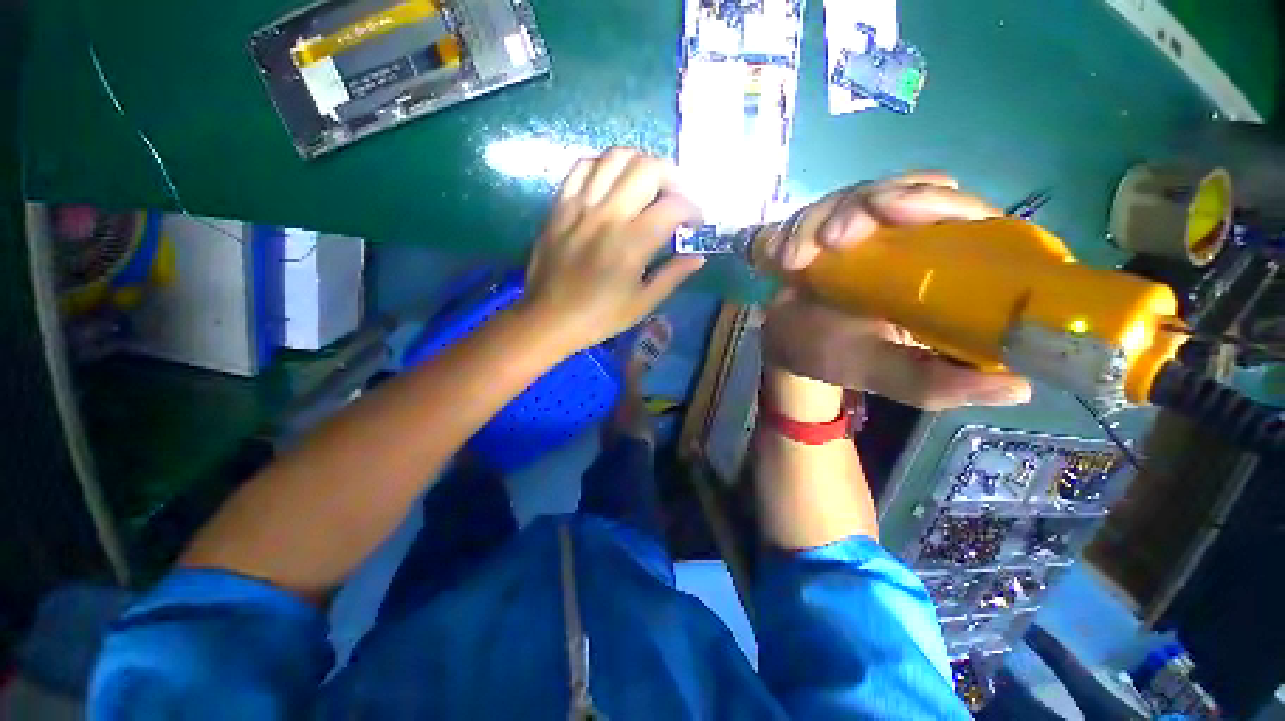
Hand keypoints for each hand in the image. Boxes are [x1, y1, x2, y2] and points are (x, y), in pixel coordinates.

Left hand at [520, 149, 706, 352]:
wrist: (549, 319)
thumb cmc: (599, 317)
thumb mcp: (642, 304)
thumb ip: (673, 276)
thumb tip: (698, 257)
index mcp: (631, 244)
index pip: (673, 206)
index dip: (693, 210)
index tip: (694, 224)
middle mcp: (607, 216)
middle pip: (648, 168)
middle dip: (673, 178)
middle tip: (675, 199)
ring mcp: (580, 206)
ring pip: (616, 157)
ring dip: (641, 164)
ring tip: (648, 186)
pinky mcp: (560, 206)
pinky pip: (583, 167)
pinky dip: (605, 166)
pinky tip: (612, 184)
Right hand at [762, 173, 1032, 410]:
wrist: (787, 346)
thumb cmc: (838, 358)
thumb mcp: (885, 374)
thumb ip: (936, 383)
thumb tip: (1020, 387)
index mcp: (944, 270)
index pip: (965, 215)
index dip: (936, 202)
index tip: (891, 214)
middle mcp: (913, 239)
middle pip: (911, 188)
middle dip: (863, 206)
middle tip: (830, 240)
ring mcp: (868, 228)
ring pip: (856, 194)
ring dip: (818, 220)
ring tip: (792, 261)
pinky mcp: (829, 226)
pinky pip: (816, 210)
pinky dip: (794, 229)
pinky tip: (780, 259)